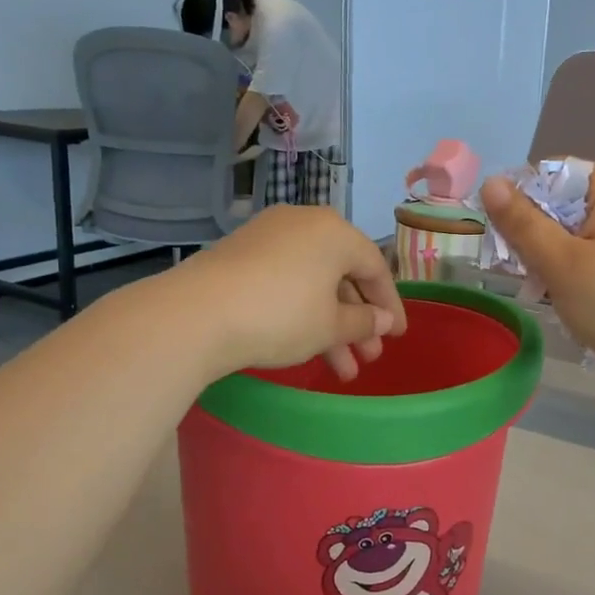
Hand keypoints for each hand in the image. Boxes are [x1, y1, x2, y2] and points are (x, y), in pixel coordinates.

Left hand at [180, 206, 406, 381]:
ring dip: (330, 326)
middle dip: (358, 322)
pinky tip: (306, 347)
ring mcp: (269, 237)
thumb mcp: (329, 326)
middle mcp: (304, 224)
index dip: (390, 305)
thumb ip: (363, 322)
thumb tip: (382, 320)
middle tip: (368, 358)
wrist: (197, 314)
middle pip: (343, 275)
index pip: (375, 268)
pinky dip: (301, 312)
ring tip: (341, 371)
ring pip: (313, 283)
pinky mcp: (241, 254)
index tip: (397, 335)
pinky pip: (286, 281)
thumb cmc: (281, 316)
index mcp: (334, 232)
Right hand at [479, 166, 594, 408]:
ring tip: (540, 292)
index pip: (554, 172)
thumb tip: (491, 182)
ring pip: (575, 237)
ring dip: (550, 260)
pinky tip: (566, 302)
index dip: (521, 197)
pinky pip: (594, 260)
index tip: (502, 234)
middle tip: (518, 271)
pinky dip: (574, 276)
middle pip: (564, 205)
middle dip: (534, 235)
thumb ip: (522, 223)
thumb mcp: (560, 262)